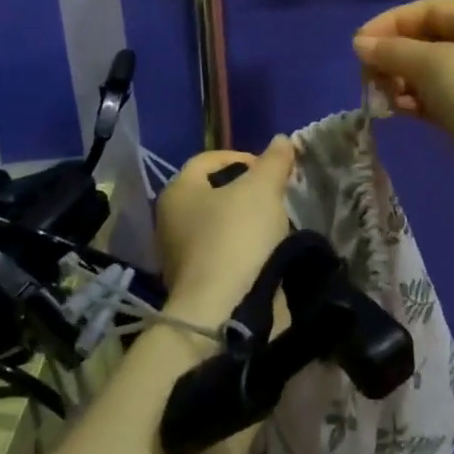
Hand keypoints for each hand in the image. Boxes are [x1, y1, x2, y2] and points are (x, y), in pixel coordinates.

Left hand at [154, 137, 294, 321]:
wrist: (224, 313)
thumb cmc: (236, 237)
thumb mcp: (262, 189)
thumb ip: (274, 161)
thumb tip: (282, 140)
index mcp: (177, 191)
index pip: (209, 159)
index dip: (243, 157)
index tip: (271, 170)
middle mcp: (171, 220)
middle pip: (215, 192)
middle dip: (247, 190)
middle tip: (276, 194)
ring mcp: (180, 256)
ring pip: (220, 224)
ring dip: (248, 221)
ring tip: (277, 224)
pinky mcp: (196, 285)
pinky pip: (224, 253)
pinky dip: (245, 249)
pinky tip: (267, 252)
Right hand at [353, 0, 453, 190]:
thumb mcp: (432, 64)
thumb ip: (392, 50)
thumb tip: (360, 43)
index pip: (427, 9)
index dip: (390, 22)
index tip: (358, 46)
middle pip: (428, 39)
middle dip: (394, 54)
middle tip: (368, 76)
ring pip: (431, 72)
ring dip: (402, 80)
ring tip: (383, 97)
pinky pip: (439, 99)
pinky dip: (417, 101)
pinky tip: (401, 112)